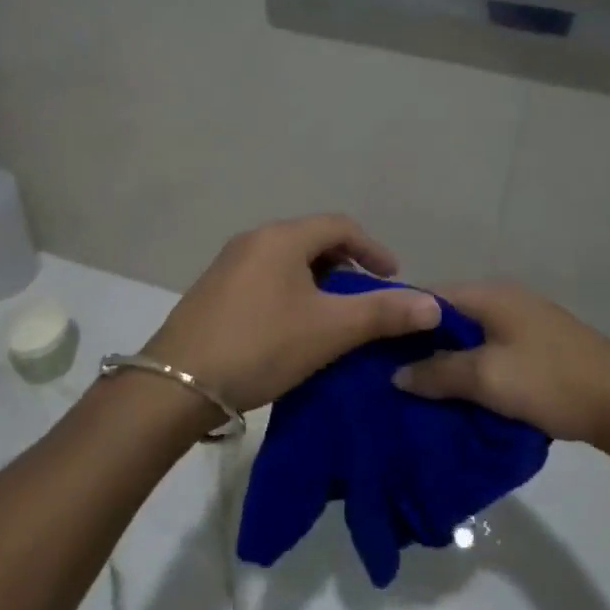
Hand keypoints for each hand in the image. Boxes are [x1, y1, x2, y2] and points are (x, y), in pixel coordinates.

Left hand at [139, 215, 440, 416]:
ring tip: (333, 316)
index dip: (373, 249)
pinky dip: (291, 292)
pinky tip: (292, 327)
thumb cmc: (261, 346)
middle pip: (312, 240)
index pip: (340, 226)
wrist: (177, 383)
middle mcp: (253, 240)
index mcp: (281, 238)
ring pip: (287, 261)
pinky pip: (265, 278)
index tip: (394, 279)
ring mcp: (228, 264)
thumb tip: (433, 304)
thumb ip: (383, 313)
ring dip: (317, 281)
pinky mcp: (213, 290)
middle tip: (365, 298)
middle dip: (345, 265)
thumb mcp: (329, 330)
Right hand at [394, 282, 609, 461]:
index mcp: (490, 295)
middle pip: (447, 319)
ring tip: (416, 392)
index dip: (398, 321)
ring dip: (447, 364)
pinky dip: (472, 373)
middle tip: (388, 378)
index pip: (427, 298)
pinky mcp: (538, 350)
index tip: (371, 350)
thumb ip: (438, 373)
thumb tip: (396, 374)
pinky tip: (458, 398)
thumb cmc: (552, 382)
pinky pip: (491, 355)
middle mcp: (504, 301)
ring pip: (470, 340)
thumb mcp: (488, 379)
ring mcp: (524, 325)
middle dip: (419, 347)